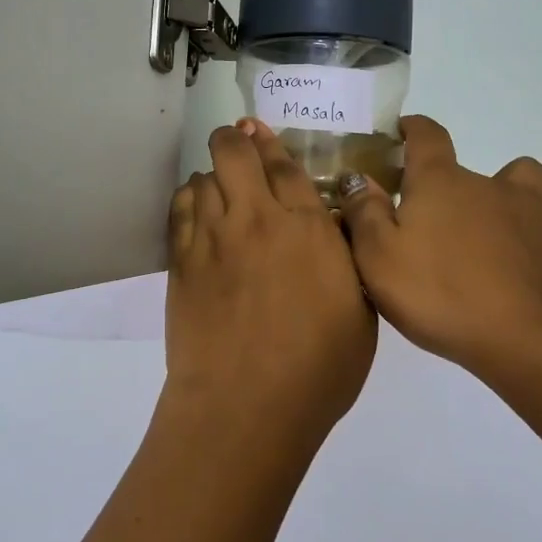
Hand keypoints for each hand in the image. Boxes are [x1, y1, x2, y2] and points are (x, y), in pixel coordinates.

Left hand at [164, 119, 377, 453]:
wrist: (246, 405)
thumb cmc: (318, 369)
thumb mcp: (361, 312)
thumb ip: (346, 259)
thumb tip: (333, 229)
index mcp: (307, 227)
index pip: (284, 165)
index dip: (273, 145)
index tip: (265, 136)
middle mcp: (257, 218)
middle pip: (235, 151)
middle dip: (235, 139)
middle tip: (240, 147)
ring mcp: (213, 236)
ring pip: (204, 176)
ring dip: (214, 175)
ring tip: (221, 187)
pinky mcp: (181, 260)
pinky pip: (180, 208)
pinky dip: (189, 199)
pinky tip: (197, 209)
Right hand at [338, 117, 541, 387]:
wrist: (524, 344)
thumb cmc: (440, 298)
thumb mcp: (377, 260)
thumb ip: (363, 212)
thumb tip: (357, 176)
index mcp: (443, 183)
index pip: (427, 135)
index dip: (413, 129)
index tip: (404, 131)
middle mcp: (495, 182)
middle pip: (475, 168)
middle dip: (458, 189)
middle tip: (446, 229)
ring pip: (530, 178)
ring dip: (516, 195)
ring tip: (503, 230)